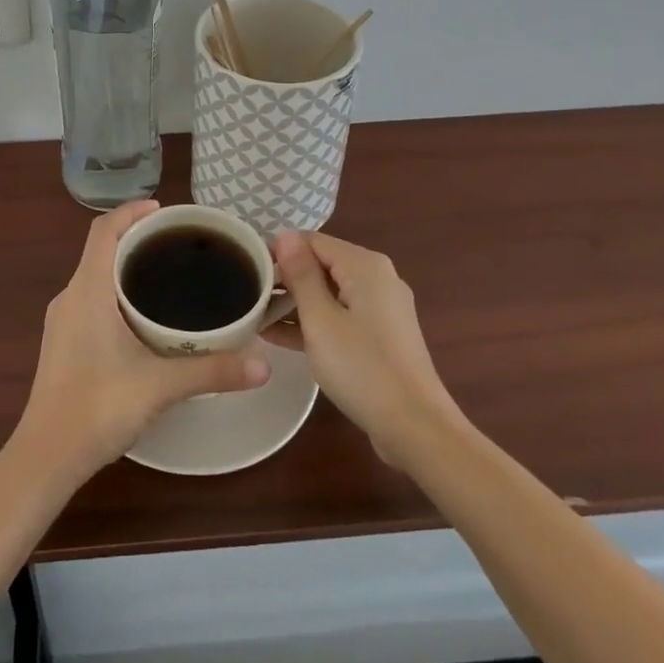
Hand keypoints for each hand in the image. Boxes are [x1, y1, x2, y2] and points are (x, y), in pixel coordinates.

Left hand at [13, 200, 270, 479]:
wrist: (45, 457)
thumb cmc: (97, 409)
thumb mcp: (160, 387)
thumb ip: (212, 372)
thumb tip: (263, 364)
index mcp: (87, 290)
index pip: (104, 230)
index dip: (131, 211)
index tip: (166, 211)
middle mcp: (70, 296)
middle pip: (101, 249)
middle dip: (137, 238)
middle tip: (179, 245)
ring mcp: (62, 321)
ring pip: (95, 275)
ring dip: (126, 266)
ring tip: (167, 276)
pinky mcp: (63, 342)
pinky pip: (90, 298)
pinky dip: (116, 292)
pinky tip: (143, 318)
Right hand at [272, 231, 462, 463]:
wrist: (416, 428)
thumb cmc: (362, 367)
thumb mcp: (320, 319)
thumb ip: (300, 274)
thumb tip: (285, 234)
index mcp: (364, 265)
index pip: (311, 241)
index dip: (278, 252)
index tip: (248, 271)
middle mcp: (377, 277)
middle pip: (321, 265)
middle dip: (285, 279)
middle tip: (249, 298)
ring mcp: (382, 308)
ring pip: (329, 294)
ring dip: (295, 304)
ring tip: (256, 318)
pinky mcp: (381, 336)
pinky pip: (341, 316)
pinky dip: (315, 323)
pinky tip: (280, 338)